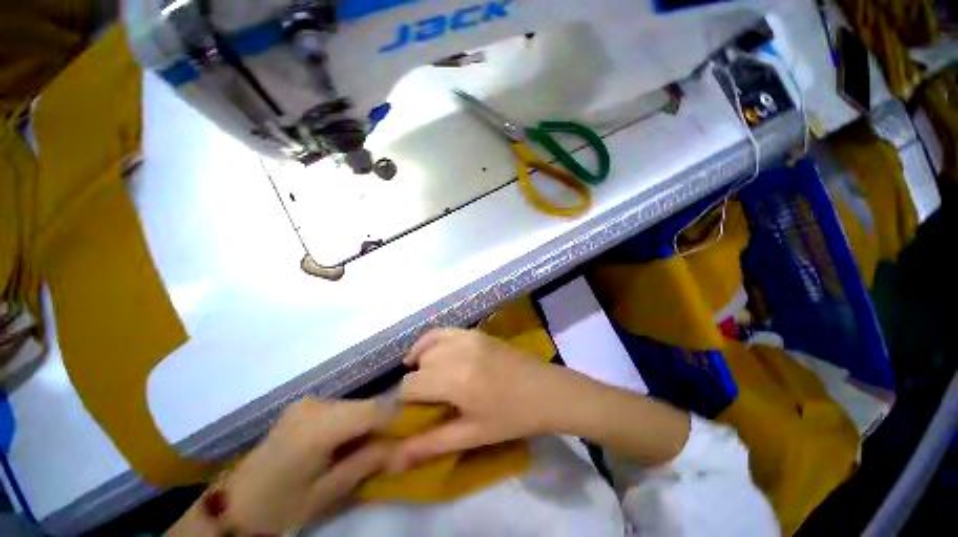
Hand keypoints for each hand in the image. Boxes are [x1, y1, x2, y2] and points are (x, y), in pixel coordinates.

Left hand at [169, 398, 390, 535]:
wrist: (235, 505)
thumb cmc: (281, 505)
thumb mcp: (328, 492)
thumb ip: (369, 462)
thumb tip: (407, 447)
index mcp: (319, 426)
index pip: (374, 409)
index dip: (398, 417)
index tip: (412, 432)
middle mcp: (315, 404)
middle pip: (365, 406)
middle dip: (382, 423)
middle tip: (391, 446)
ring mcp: (308, 402)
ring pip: (354, 405)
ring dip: (367, 423)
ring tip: (368, 446)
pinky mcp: (304, 406)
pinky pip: (340, 408)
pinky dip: (351, 422)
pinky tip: (345, 442)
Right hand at [391, 328, 576, 470]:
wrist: (545, 390)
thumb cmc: (511, 417)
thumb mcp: (472, 435)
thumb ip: (431, 444)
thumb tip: (393, 459)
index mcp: (454, 380)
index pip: (410, 386)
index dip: (407, 402)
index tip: (416, 413)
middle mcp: (457, 352)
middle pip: (419, 365)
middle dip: (417, 384)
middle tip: (430, 400)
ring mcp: (467, 337)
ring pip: (428, 346)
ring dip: (422, 362)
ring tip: (428, 378)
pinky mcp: (475, 332)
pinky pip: (443, 331)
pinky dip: (430, 341)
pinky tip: (429, 352)